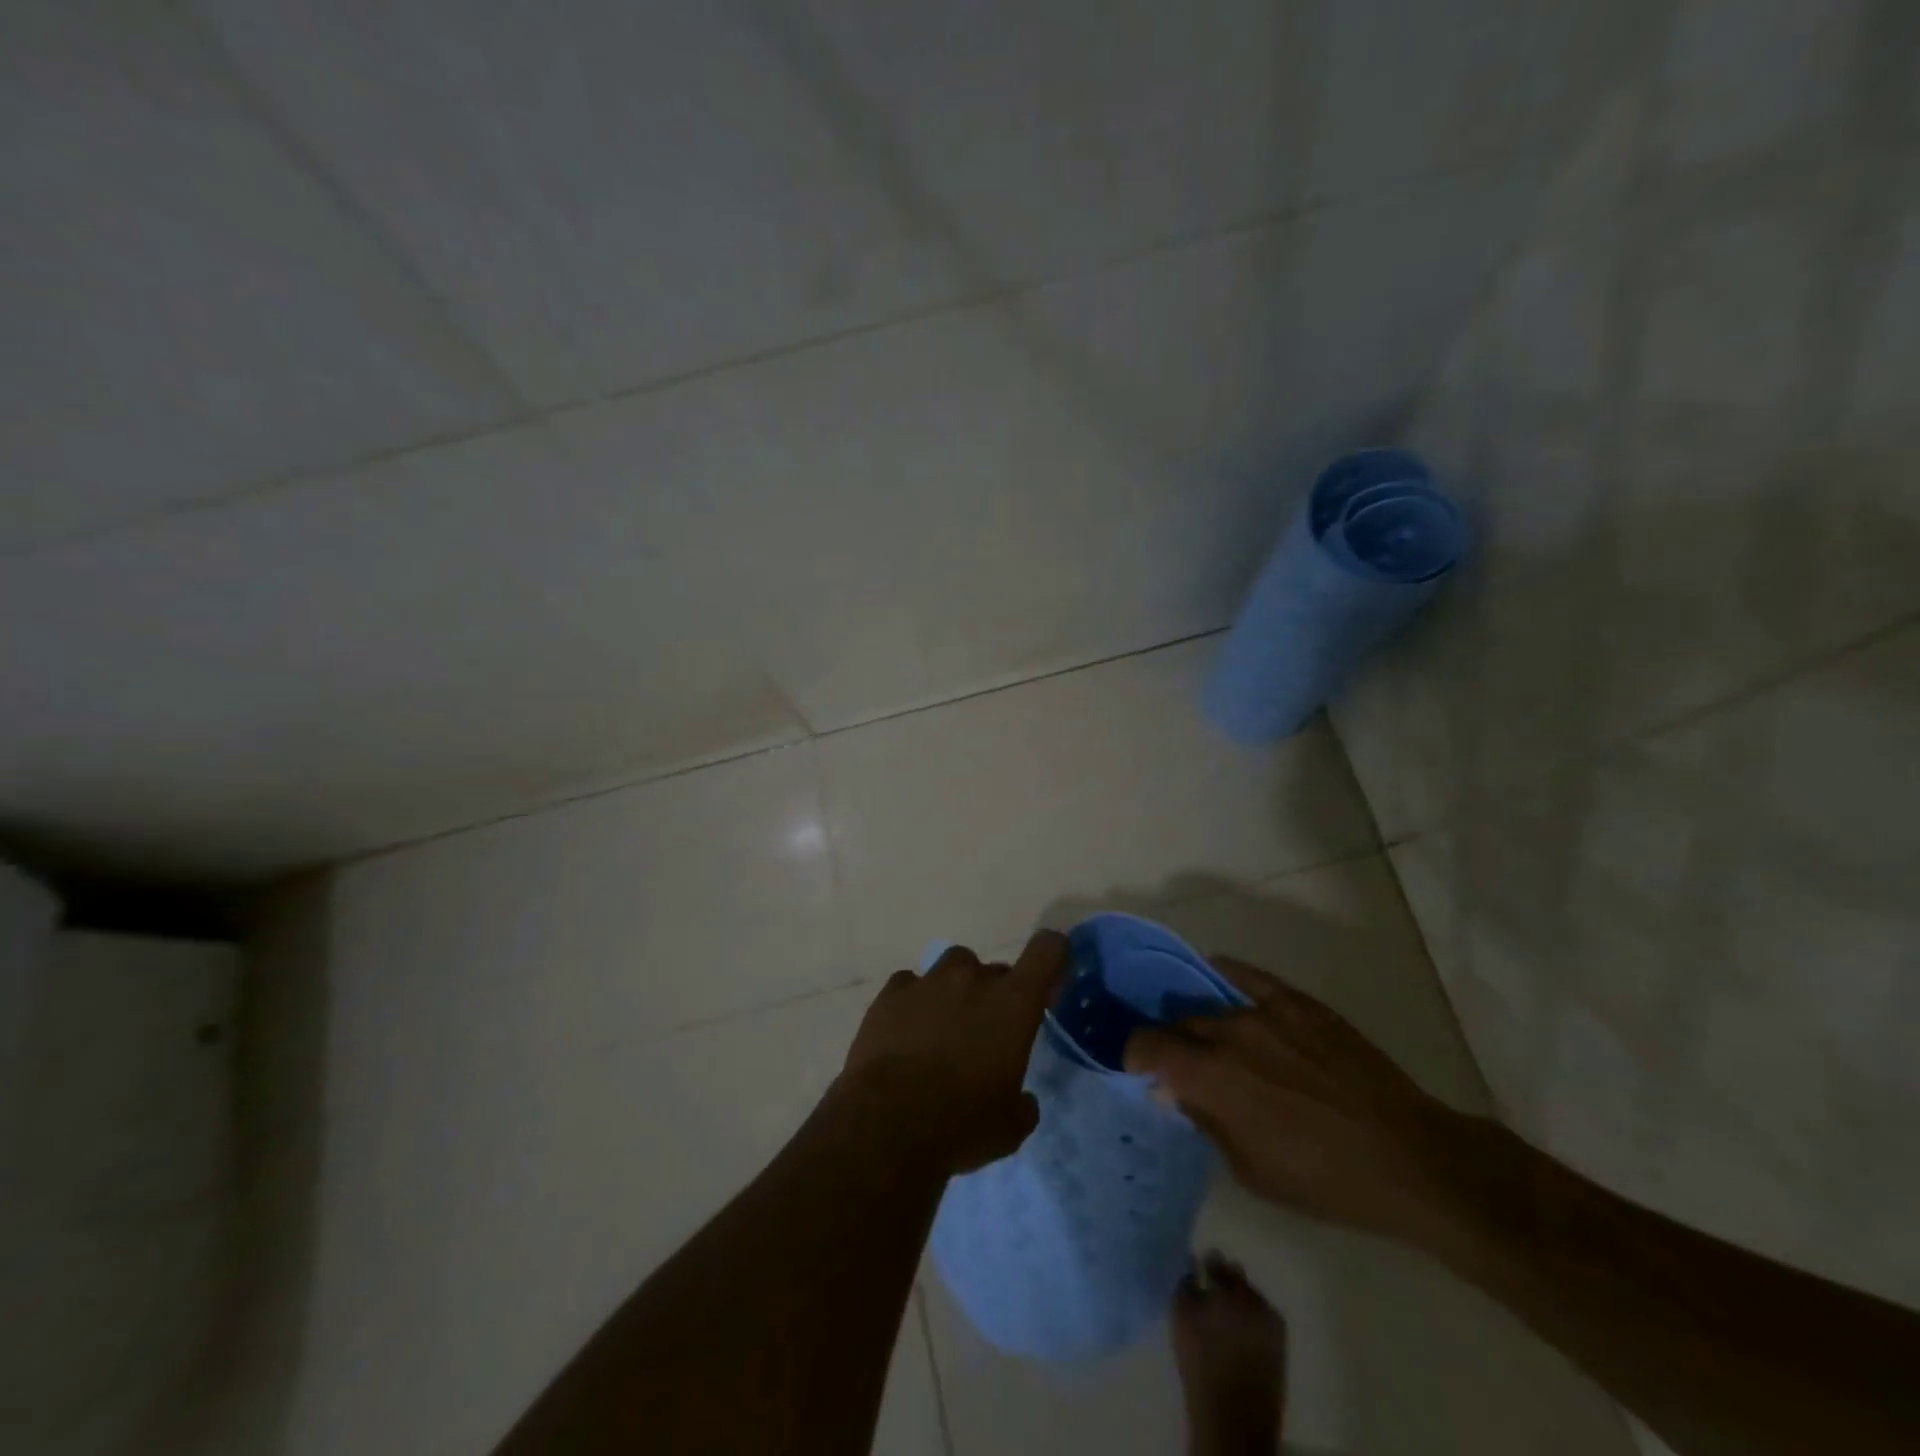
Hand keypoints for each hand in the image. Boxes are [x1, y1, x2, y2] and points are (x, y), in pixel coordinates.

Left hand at [842, 931, 1066, 1173]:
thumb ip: (1022, 1103)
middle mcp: (973, 979)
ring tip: (942, 1027)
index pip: (1046, 951)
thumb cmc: (962, 1124)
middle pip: (993, 969)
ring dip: (953, 990)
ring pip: (951, 968)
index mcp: (1013, 1003)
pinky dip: (913, 1002)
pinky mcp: (891, 993)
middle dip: (994, 994)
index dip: (1053, 952)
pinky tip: (906, 1031)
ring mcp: (929, 981)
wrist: (887, 1124)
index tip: (1049, 972)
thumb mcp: (1010, 1126)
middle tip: (984, 1032)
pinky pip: (909, 985)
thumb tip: (1022, 1100)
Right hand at [1125, 956, 1478, 1242]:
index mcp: (1211, 1077)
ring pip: (1212, 1005)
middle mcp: (1229, 1032)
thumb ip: (1204, 1120)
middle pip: (1179, 1023)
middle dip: (1172, 1044)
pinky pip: (1250, 976)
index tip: (1138, 1068)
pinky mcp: (1299, 1002)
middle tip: (1183, 1066)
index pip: (1149, 1045)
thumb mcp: (1251, 1170)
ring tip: (1212, 1038)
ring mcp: (1266, 1011)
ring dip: (1203, 1023)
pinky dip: (1227, 973)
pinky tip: (1218, 972)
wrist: (1409, 1157)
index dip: (1135, 1054)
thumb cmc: (1324, 1180)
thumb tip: (1173, 1090)